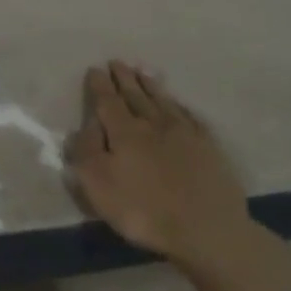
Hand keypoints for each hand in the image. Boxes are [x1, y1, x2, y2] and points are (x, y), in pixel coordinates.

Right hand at [67, 61, 252, 261]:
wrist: (207, 229)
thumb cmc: (143, 210)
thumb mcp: (98, 185)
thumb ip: (85, 152)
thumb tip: (82, 126)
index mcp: (125, 132)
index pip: (108, 102)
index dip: (99, 86)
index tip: (94, 69)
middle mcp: (154, 124)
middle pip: (136, 96)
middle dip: (124, 79)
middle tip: (117, 62)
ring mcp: (185, 134)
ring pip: (163, 101)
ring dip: (150, 86)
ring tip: (142, 72)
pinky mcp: (208, 147)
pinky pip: (190, 117)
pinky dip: (179, 106)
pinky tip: (177, 104)